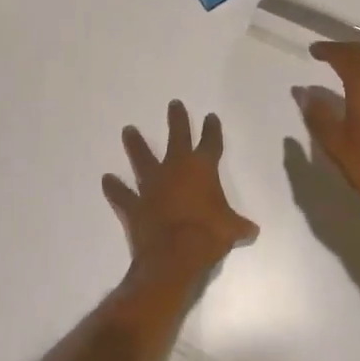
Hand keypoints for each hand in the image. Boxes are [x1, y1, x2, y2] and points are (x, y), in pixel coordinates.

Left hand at [103, 101, 257, 270]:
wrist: (175, 256)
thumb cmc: (209, 236)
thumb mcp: (232, 230)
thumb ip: (240, 226)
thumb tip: (253, 230)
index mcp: (202, 169)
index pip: (210, 143)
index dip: (212, 129)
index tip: (210, 117)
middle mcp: (175, 169)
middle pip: (177, 137)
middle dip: (177, 120)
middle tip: (173, 104)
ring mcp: (152, 185)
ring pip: (142, 158)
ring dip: (136, 144)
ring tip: (128, 130)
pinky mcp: (134, 204)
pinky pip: (122, 194)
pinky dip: (114, 188)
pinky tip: (107, 180)